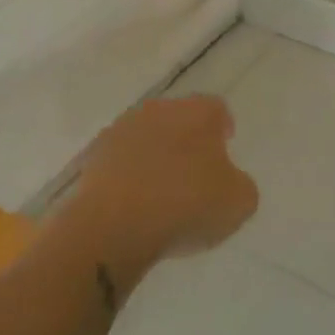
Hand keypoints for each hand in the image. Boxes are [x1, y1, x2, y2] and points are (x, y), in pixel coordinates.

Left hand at [76, 94, 258, 261]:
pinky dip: (128, 174)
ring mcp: (122, 130)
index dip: (222, 127)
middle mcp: (160, 110)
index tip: (225, 147)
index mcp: (198, 112)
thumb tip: (229, 181)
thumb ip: (240, 184)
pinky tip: (133, 201)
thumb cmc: (186, 206)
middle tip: (194, 170)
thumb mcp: (239, 203)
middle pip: (179, 117)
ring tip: (160, 189)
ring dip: (154, 154)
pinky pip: (119, 160)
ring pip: (146, 136)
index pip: (216, 108)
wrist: (113, 226)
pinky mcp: (94, 156)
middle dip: (187, 139)